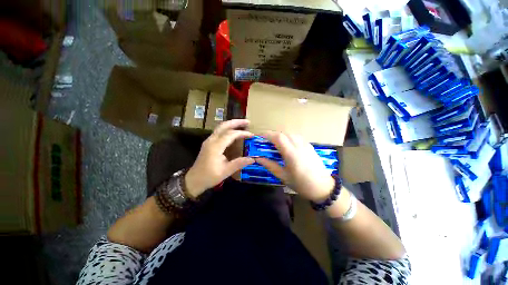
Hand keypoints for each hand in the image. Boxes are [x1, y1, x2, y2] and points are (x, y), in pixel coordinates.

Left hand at [185, 119, 254, 197]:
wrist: (193, 180)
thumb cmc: (209, 176)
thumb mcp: (226, 171)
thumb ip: (239, 163)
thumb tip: (253, 159)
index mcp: (215, 146)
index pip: (230, 134)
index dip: (242, 133)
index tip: (252, 135)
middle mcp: (211, 140)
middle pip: (224, 125)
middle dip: (236, 122)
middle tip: (247, 122)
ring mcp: (209, 140)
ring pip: (220, 127)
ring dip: (232, 124)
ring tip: (242, 124)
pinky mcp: (209, 143)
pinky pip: (219, 132)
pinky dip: (228, 129)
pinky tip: (234, 132)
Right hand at [255, 132, 334, 201]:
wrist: (323, 187)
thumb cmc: (301, 184)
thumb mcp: (283, 176)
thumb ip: (270, 165)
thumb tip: (258, 158)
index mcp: (291, 154)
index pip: (278, 137)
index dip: (267, 134)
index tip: (259, 136)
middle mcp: (299, 145)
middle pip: (283, 133)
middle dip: (272, 135)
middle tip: (265, 141)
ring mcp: (306, 144)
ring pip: (290, 134)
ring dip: (280, 136)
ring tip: (275, 143)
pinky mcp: (309, 146)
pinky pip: (296, 137)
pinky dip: (288, 137)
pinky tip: (287, 145)